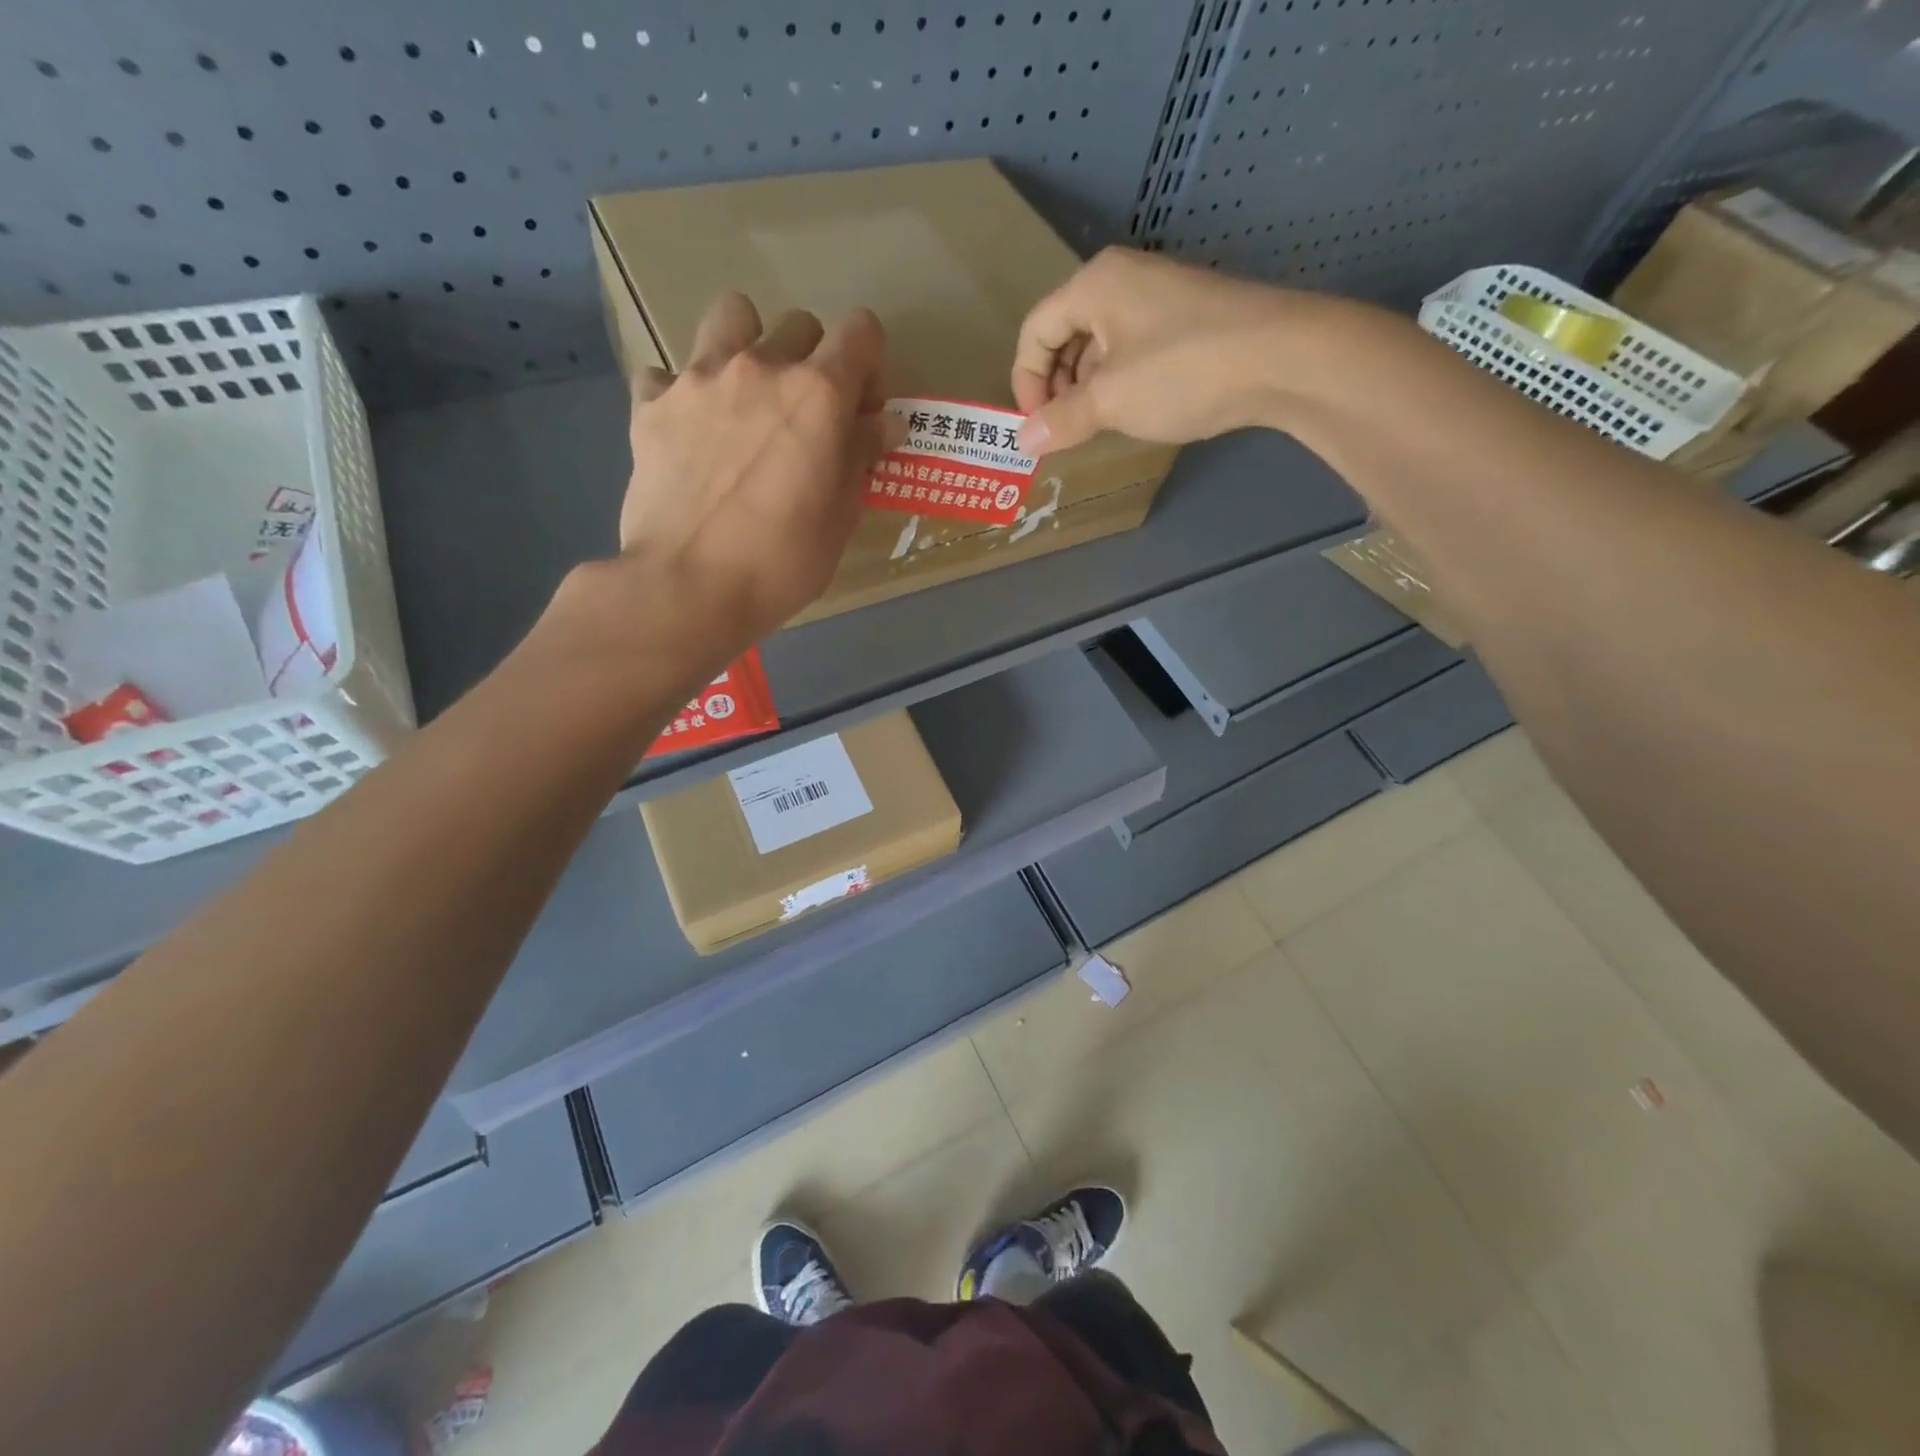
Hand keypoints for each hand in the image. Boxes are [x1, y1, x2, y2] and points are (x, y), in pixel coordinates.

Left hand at [615, 292, 901, 649]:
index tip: (862, 411)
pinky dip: (683, 394)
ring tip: (746, 398)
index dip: (869, 367)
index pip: (861, 331)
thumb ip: (862, 457)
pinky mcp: (651, 403)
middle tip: (806, 416)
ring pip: (731, 316)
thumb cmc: (782, 562)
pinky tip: (690, 432)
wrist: (689, 585)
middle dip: (813, 360)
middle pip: (800, 325)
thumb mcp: (841, 517)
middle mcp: (761, 366)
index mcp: (819, 394)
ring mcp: (699, 378)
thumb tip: (884, 423)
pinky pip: (668, 373)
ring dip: (748, 345)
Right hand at [1012, 248, 1295, 455]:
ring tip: (1096, 426)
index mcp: (1095, 285)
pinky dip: (1121, 383)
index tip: (1037, 427)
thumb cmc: (1183, 371)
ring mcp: (1160, 298)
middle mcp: (1123, 280)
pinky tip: (1134, 411)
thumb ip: (1061, 421)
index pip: (1035, 331)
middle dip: (1056, 386)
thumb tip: (1023, 441)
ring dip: (1088, 389)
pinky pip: (1133, 350)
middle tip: (1064, 430)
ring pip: (1101, 346)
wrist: (1284, 359)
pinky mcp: (1188, 320)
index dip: (1025, 382)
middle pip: (1066, 335)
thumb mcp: (1111, 401)